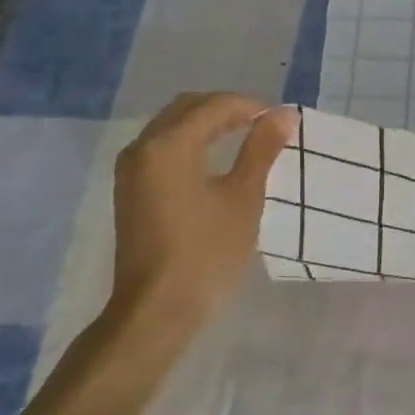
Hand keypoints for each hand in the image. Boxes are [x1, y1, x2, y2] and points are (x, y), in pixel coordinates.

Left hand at [108, 92, 294, 332]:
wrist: (157, 309)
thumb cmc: (208, 252)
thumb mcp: (244, 197)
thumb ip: (262, 149)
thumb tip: (284, 114)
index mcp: (169, 145)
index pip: (214, 105)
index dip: (251, 106)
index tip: (282, 121)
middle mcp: (143, 147)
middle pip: (188, 108)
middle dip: (227, 109)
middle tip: (265, 126)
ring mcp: (131, 170)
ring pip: (172, 126)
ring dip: (208, 125)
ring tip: (246, 140)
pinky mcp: (130, 190)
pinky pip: (162, 148)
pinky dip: (191, 143)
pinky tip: (216, 162)